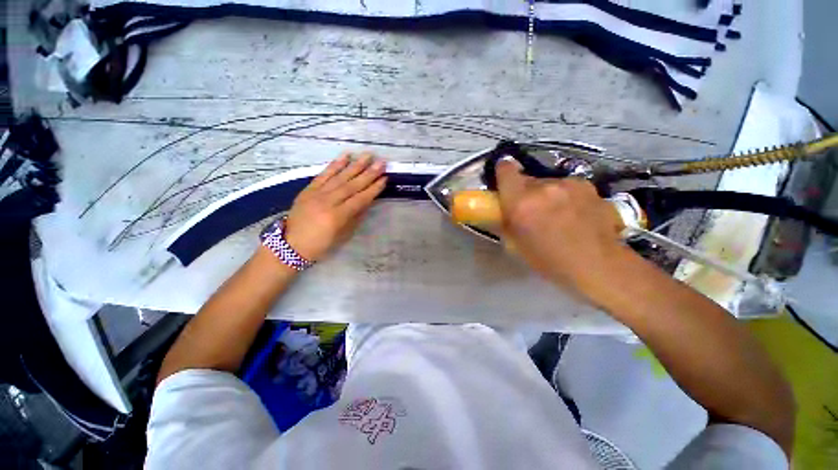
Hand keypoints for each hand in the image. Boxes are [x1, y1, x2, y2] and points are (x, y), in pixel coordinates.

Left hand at [283, 152, 386, 261]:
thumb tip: (367, 202)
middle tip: (382, 162)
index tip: (385, 178)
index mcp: (337, 216)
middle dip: (369, 173)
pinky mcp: (309, 189)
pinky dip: (335, 164)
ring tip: (368, 155)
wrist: (290, 244)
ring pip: (340, 177)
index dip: (373, 189)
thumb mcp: (342, 235)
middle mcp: (328, 202)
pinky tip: (345, 156)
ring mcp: (317, 193)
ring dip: (356, 165)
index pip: (360, 199)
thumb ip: (355, 217)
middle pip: (352, 185)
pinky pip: (323, 174)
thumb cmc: (320, 244)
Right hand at [495, 158, 627, 294]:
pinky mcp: (588, 186)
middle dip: (524, 192)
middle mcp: (544, 187)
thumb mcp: (514, 245)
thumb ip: (505, 221)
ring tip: (557, 215)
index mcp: (521, 202)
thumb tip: (502, 211)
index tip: (503, 183)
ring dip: (546, 195)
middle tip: (531, 210)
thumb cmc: (549, 261)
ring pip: (548, 183)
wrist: (598, 265)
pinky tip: (575, 215)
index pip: (505, 169)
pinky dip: (565, 196)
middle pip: (526, 179)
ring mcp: (568, 184)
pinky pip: (567, 187)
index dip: (502, 173)